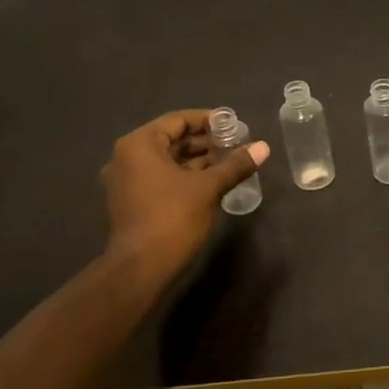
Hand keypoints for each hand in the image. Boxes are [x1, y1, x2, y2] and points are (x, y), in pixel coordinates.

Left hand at [101, 110, 269, 281]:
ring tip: (228, 163)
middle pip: (171, 139)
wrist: (141, 268)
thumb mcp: (208, 188)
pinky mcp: (131, 201)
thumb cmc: (173, 218)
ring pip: (167, 161)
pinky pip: (161, 177)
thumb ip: (235, 164)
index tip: (233, 125)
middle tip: (235, 145)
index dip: (208, 120)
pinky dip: (184, 176)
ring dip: (196, 160)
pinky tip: (211, 182)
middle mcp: (126, 157)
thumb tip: (263, 147)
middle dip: (204, 142)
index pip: (177, 120)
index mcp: (139, 145)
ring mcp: (126, 181)